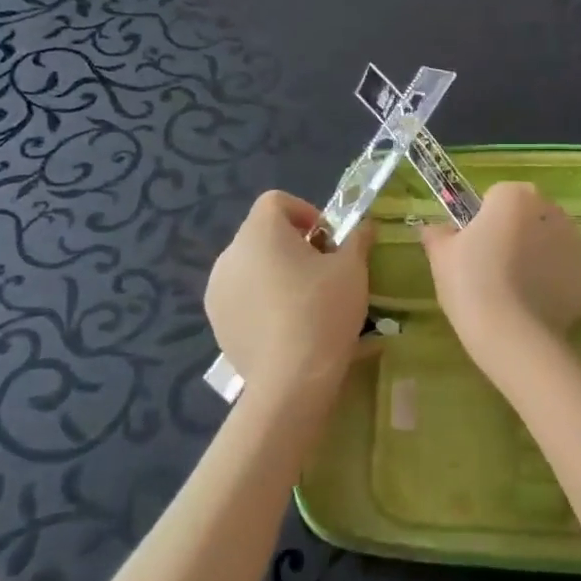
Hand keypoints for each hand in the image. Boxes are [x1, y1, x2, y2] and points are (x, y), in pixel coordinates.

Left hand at [205, 191, 373, 397]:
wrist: (291, 379)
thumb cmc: (323, 310)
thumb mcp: (352, 268)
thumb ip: (357, 238)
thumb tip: (364, 225)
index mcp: (260, 231)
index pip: (276, 201)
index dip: (305, 212)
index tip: (328, 240)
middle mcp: (230, 253)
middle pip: (263, 233)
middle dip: (293, 245)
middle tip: (323, 271)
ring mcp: (218, 289)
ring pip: (251, 266)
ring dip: (275, 272)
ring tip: (304, 301)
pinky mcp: (216, 322)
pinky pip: (241, 296)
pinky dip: (261, 300)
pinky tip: (285, 326)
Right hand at [420, 182, 580, 378]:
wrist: (512, 335)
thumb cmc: (471, 284)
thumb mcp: (441, 257)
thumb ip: (437, 234)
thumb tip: (432, 228)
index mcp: (514, 196)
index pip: (497, 196)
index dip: (484, 220)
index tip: (474, 246)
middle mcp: (551, 210)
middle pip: (529, 215)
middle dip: (516, 233)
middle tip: (494, 268)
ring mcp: (576, 242)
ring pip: (552, 241)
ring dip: (538, 256)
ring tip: (516, 291)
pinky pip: (568, 271)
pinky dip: (556, 282)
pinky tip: (536, 305)